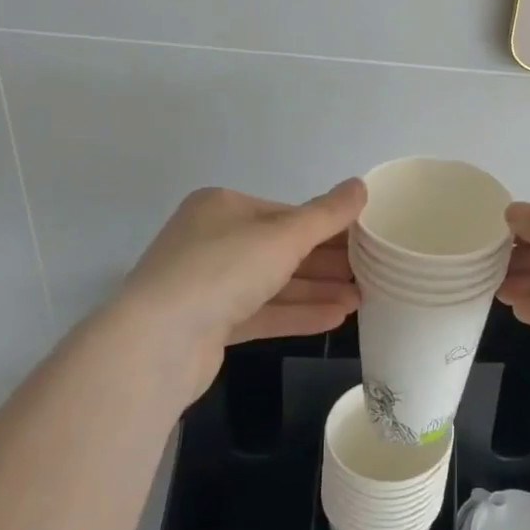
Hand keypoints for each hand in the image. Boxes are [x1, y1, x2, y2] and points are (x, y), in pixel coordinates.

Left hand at [117, 180, 365, 400]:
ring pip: (274, 283)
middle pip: (282, 249)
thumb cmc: (222, 270)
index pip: (287, 213)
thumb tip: (361, 186)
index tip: (367, 241)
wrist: (157, 343)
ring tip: (361, 299)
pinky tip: (335, 319)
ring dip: (318, 290)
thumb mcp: (283, 236)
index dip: (329, 227)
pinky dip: (297, 313)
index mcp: (223, 207)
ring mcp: (208, 284)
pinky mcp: (210, 324)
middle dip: (327, 263)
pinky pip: (263, 312)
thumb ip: (326, 214)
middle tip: (371, 273)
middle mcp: (212, 240)